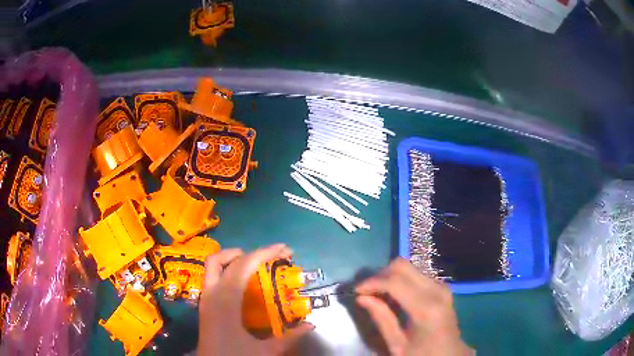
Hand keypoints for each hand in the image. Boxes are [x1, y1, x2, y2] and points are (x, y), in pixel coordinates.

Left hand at [198, 244, 313, 355]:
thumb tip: (311, 325)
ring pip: (213, 265)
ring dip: (233, 258)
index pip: (242, 266)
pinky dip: (227, 270)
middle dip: (248, 252)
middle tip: (272, 255)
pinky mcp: (205, 304)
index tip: (284, 249)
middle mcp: (211, 294)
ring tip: (256, 262)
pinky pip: (213, 277)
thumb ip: (289, 338)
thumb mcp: (265, 352)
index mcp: (225, 302)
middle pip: (222, 259)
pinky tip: (243, 281)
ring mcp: (205, 298)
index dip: (263, 253)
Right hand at [356, 258, 472, 355]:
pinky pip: (416, 274)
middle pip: (402, 266)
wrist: (450, 354)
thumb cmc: (423, 354)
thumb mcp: (398, 345)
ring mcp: (441, 286)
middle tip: (366, 292)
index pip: (394, 282)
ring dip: (389, 277)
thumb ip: (381, 319)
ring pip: (408, 267)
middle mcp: (436, 290)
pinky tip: (393, 296)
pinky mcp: (441, 287)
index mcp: (426, 308)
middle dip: (380, 275)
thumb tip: (361, 297)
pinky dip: (400, 280)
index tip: (356, 291)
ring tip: (377, 294)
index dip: (372, 282)